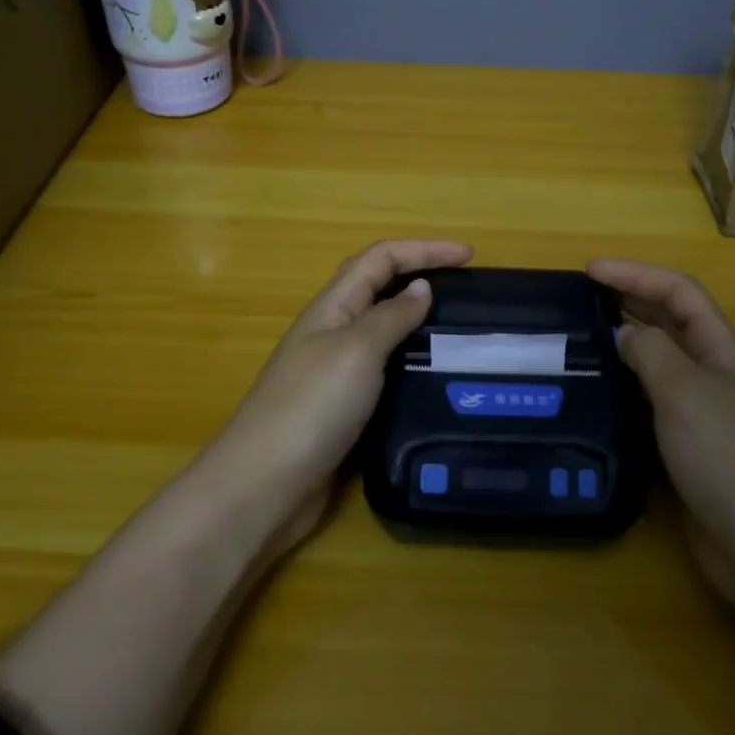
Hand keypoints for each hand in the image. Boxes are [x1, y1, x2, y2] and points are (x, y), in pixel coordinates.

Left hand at [216, 239, 472, 546]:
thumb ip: (391, 316)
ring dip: (417, 319)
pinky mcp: (342, 408)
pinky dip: (409, 361)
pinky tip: (432, 377)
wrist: (265, 485)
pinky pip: (383, 369)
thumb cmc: (312, 406)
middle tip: (466, 287)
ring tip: (459, 329)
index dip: (424, 249)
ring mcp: (334, 371)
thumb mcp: (358, 350)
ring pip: (381, 329)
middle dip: (420, 274)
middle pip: (378, 286)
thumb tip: (421, 286)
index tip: (469, 255)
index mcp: (333, 306)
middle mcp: (332, 331)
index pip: (381, 258)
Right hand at [587, 258, 734, 610]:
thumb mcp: (685, 391)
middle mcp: (713, 374)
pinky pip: (650, 406)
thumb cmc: (730, 456)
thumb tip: (623, 334)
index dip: (635, 273)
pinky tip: (596, 397)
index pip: (678, 291)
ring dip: (622, 348)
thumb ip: (650, 352)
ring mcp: (702, 414)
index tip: (588, 270)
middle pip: (669, 322)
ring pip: (657, 365)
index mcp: (722, 349)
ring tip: (577, 343)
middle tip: (577, 301)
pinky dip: (623, 392)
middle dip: (627, 303)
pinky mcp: (688, 451)